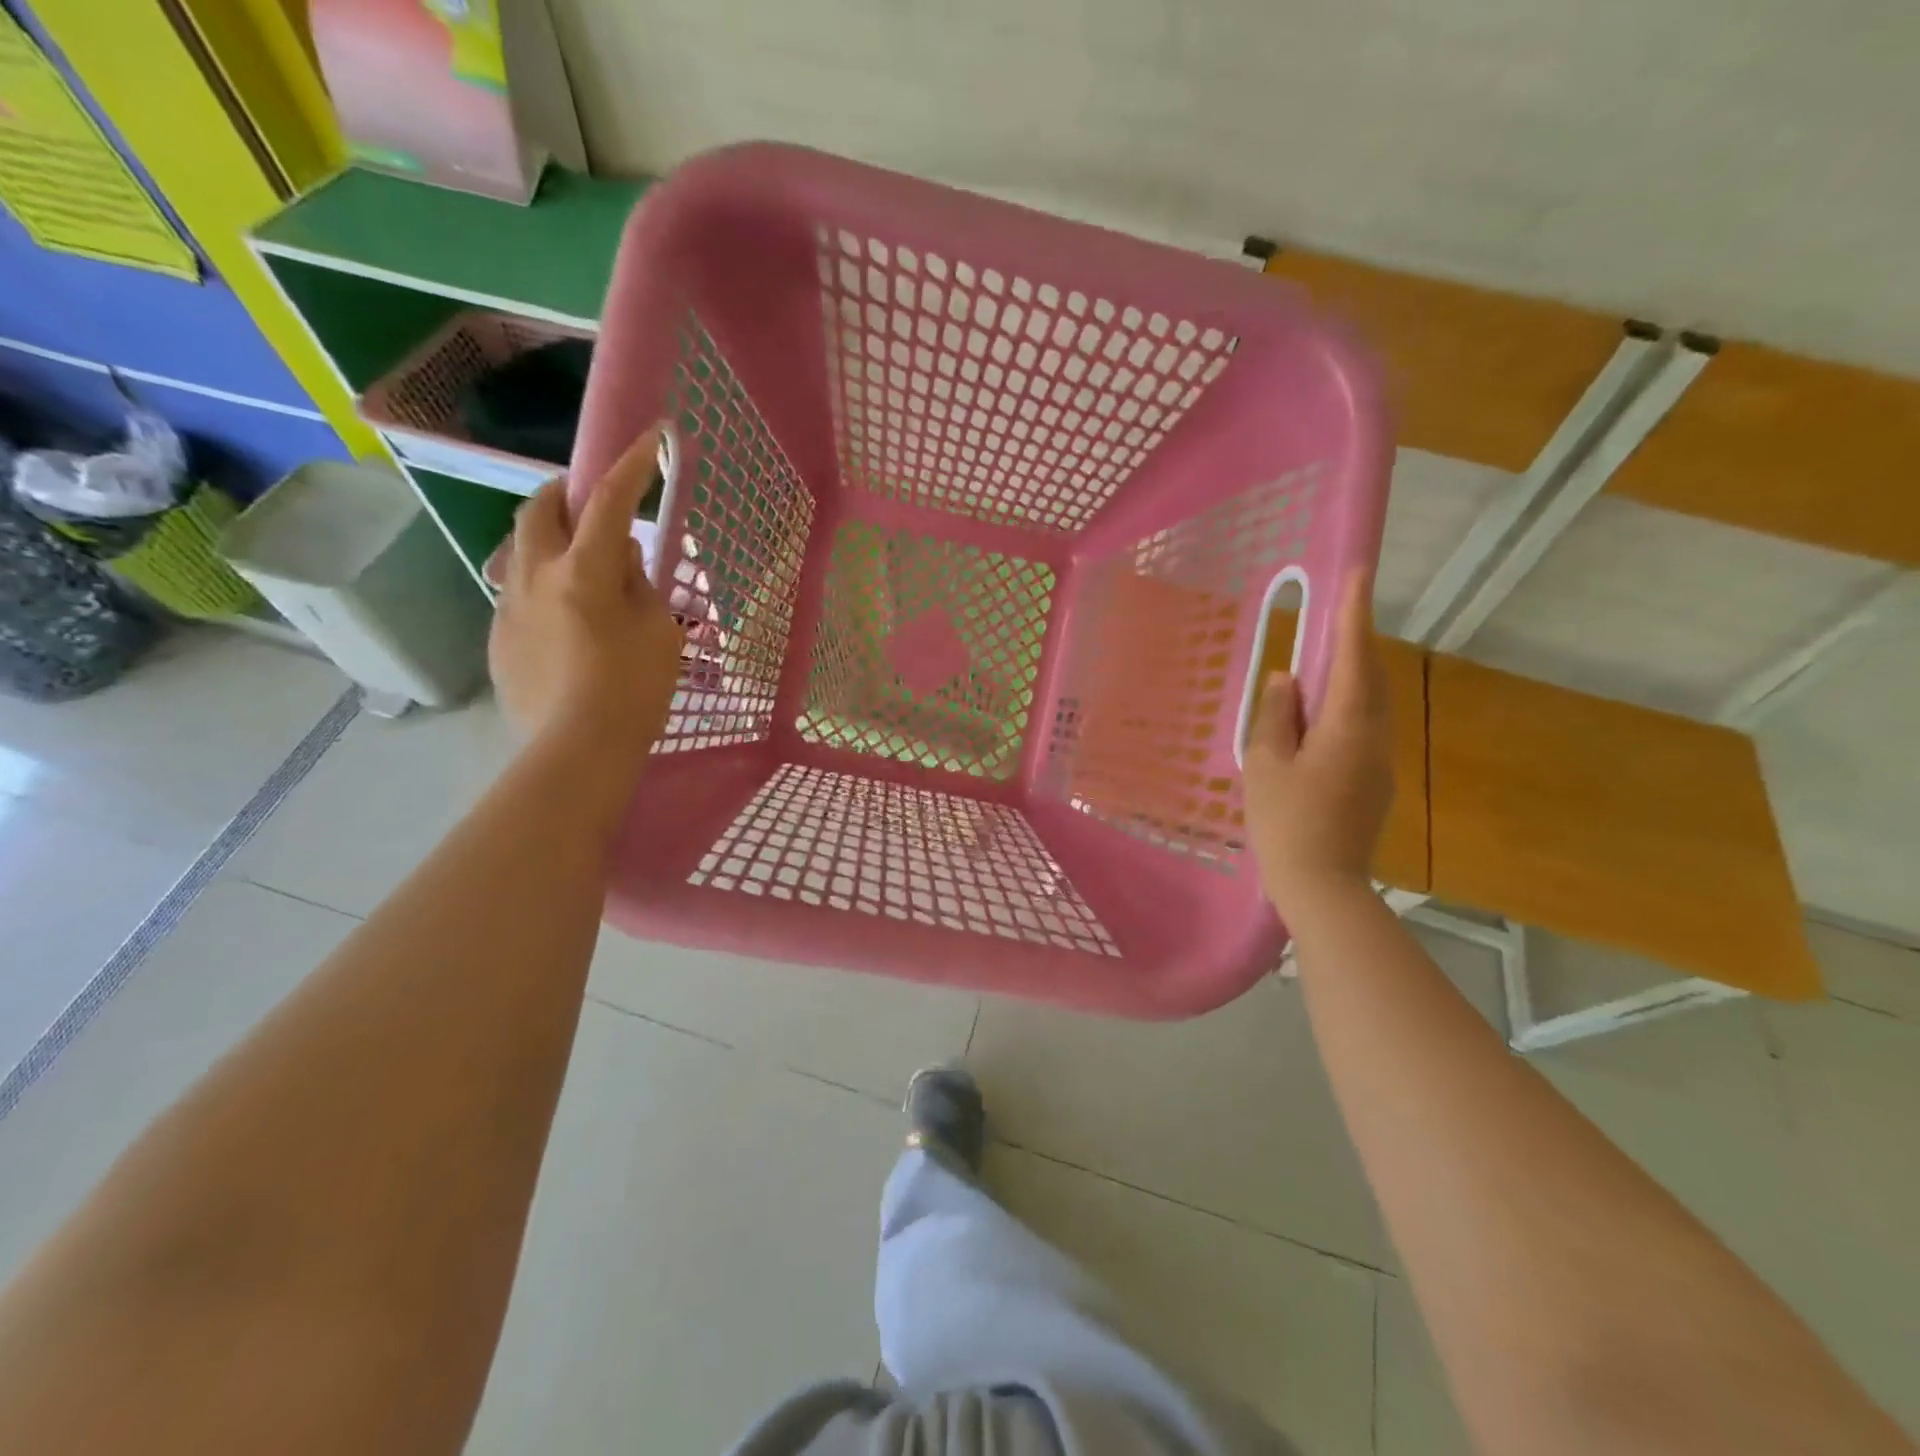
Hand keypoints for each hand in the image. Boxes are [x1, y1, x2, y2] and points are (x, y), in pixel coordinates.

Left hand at [487, 424, 682, 759]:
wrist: (576, 751)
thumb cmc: (633, 690)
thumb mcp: (658, 633)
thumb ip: (639, 586)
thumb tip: (621, 557)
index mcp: (584, 571)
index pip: (609, 502)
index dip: (630, 467)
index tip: (648, 440)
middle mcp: (536, 576)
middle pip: (538, 510)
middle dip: (563, 492)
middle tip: (588, 499)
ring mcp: (509, 607)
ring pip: (520, 550)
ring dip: (549, 540)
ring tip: (577, 563)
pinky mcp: (499, 638)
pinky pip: (518, 593)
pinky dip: (543, 586)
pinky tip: (565, 619)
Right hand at [1242, 570, 1394, 914]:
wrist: (1322, 885)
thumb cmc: (1286, 822)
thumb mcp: (1266, 764)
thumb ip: (1275, 716)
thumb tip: (1286, 678)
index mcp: (1347, 727)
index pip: (1352, 658)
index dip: (1354, 614)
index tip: (1359, 574)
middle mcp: (1374, 738)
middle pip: (1368, 678)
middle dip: (1353, 642)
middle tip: (1334, 614)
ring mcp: (1378, 763)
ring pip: (1367, 705)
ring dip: (1348, 677)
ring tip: (1316, 665)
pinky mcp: (1373, 784)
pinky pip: (1361, 730)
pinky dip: (1343, 709)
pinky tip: (1316, 720)